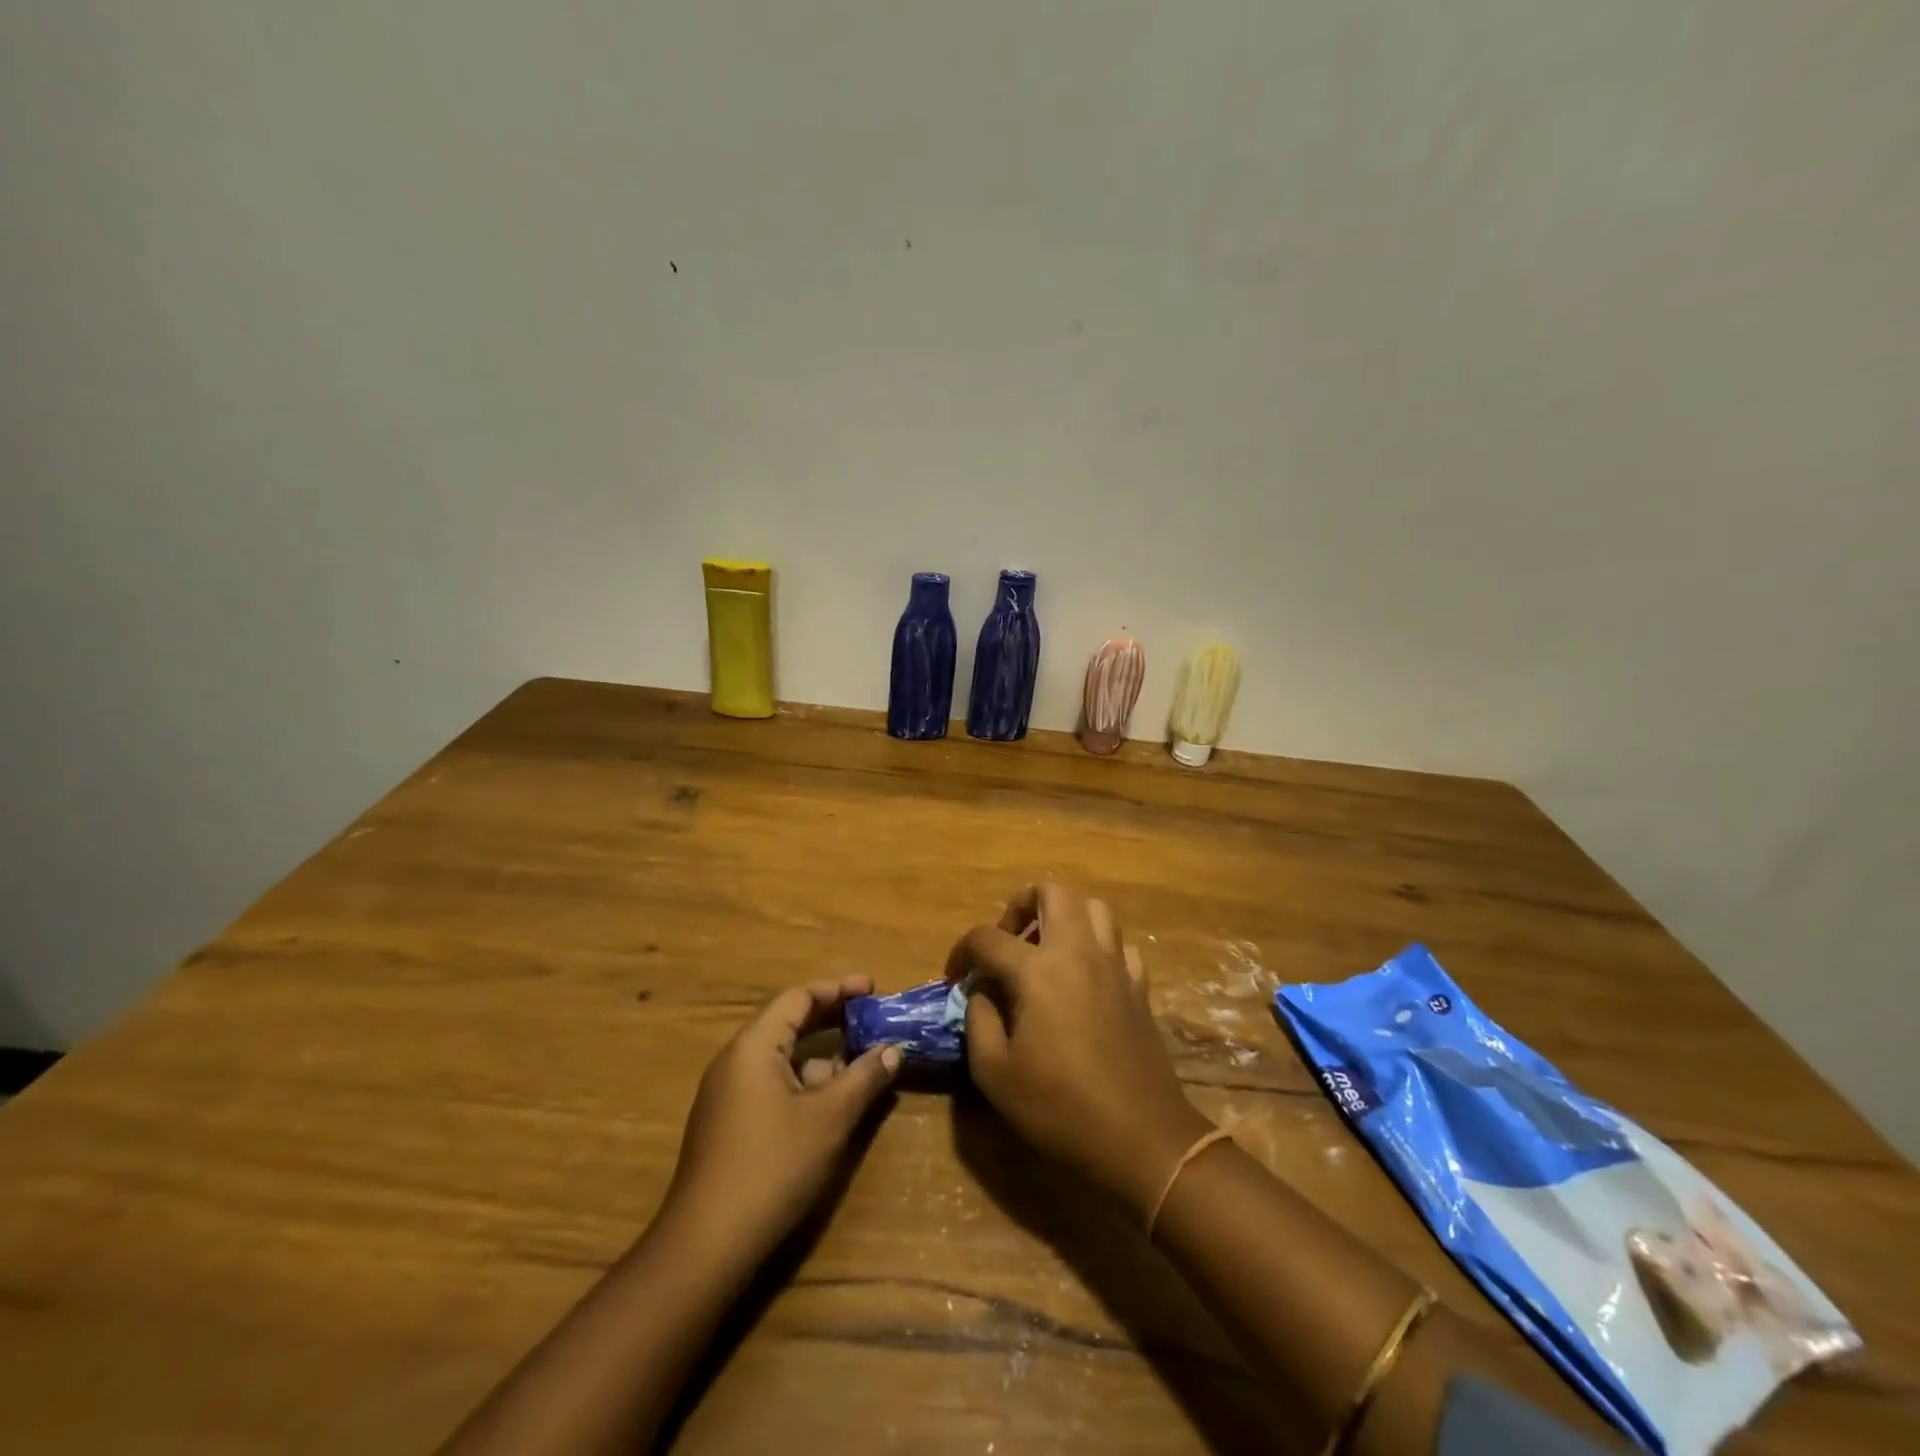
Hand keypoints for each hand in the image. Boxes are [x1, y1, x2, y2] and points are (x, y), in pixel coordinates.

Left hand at [664, 976, 901, 1256]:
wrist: (705, 1247)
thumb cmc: (772, 1166)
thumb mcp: (829, 1119)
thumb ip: (864, 1078)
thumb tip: (892, 1050)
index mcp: (754, 1046)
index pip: (798, 998)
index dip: (838, 989)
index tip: (873, 989)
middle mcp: (736, 1061)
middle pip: (790, 1024)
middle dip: (834, 1021)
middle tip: (874, 1020)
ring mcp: (728, 1095)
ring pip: (783, 1060)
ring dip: (823, 1058)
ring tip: (862, 1068)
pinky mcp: (729, 1126)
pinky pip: (773, 1086)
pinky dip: (805, 1085)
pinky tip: (831, 1108)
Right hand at [948, 884, 1211, 1217]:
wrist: (1140, 1138)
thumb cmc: (1060, 1107)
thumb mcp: (995, 1073)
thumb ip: (978, 1020)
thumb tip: (981, 992)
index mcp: (1038, 970)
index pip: (988, 937)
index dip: (962, 952)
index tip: (955, 977)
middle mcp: (1078, 952)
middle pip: (1053, 892)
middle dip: (1021, 905)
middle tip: (1007, 941)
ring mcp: (1115, 965)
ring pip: (1094, 908)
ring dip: (1065, 917)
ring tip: (1046, 951)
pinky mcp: (1139, 985)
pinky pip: (1119, 945)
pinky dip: (1097, 947)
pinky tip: (1085, 977)